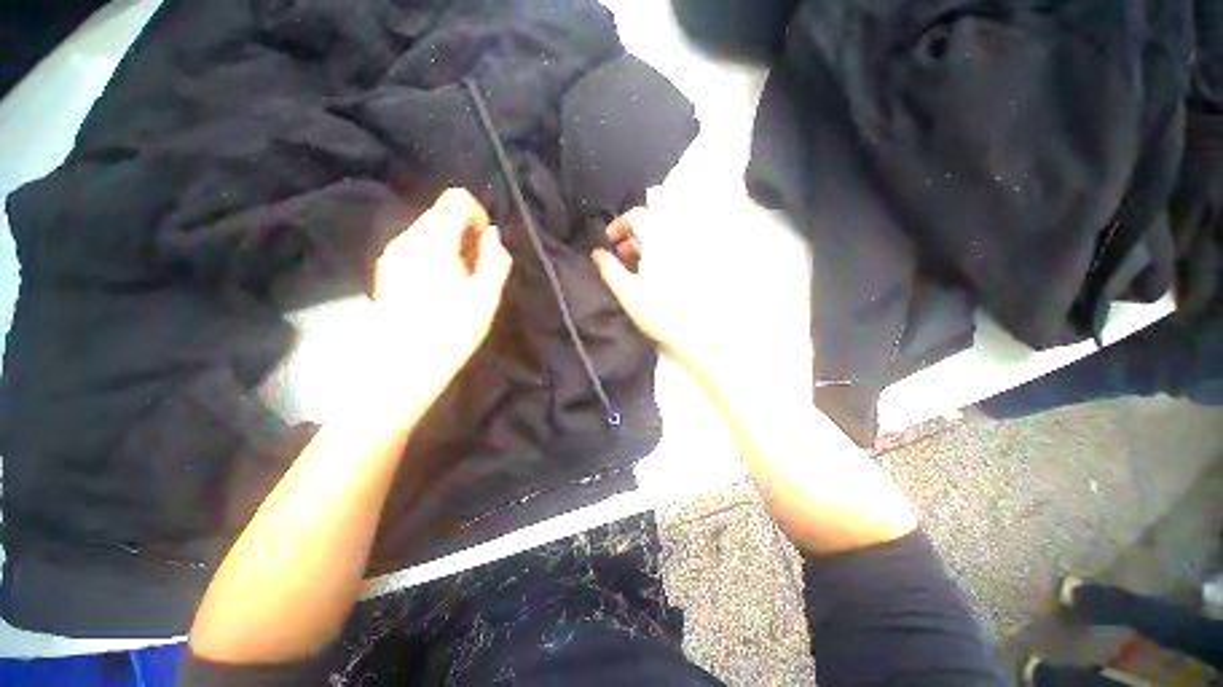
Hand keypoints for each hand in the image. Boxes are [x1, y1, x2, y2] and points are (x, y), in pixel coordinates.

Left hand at [371, 188, 512, 403]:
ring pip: (429, 230)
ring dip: (452, 245)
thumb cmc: (452, 331)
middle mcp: (407, 239)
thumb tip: (493, 236)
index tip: (487, 245)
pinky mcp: (388, 269)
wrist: (404, 365)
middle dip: (466, 233)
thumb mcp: (487, 296)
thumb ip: (494, 259)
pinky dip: (436, 255)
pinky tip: (443, 287)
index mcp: (433, 241)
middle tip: (478, 268)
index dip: (479, 215)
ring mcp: (393, 253)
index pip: (457, 200)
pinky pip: (418, 247)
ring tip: (463, 281)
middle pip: (441, 212)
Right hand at [591, 207, 721, 369]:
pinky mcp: (694, 267)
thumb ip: (609, 268)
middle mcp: (676, 241)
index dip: (619, 223)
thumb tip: (597, 252)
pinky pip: (672, 251)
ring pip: (662, 238)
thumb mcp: (625, 290)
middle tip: (620, 255)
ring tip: (634, 267)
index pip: (638, 215)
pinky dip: (658, 254)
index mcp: (658, 241)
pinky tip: (652, 274)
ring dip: (644, 245)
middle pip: (651, 225)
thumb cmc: (656, 311)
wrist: (692, 333)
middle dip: (631, 236)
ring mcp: (687, 254)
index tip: (609, 240)